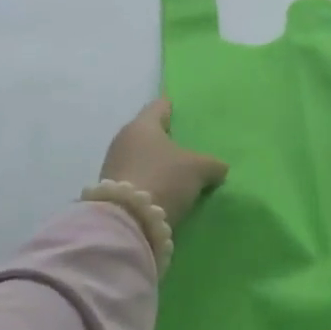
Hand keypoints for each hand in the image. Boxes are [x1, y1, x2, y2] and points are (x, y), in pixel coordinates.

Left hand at [99, 98, 227, 226]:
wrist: (127, 223)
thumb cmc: (163, 179)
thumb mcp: (198, 169)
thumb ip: (212, 164)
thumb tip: (219, 168)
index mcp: (142, 125)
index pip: (159, 106)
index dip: (173, 108)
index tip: (184, 111)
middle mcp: (123, 140)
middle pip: (148, 133)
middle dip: (166, 139)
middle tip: (187, 145)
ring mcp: (113, 165)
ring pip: (141, 156)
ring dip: (156, 163)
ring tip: (178, 171)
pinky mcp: (111, 191)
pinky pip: (136, 177)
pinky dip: (149, 180)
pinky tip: (164, 190)